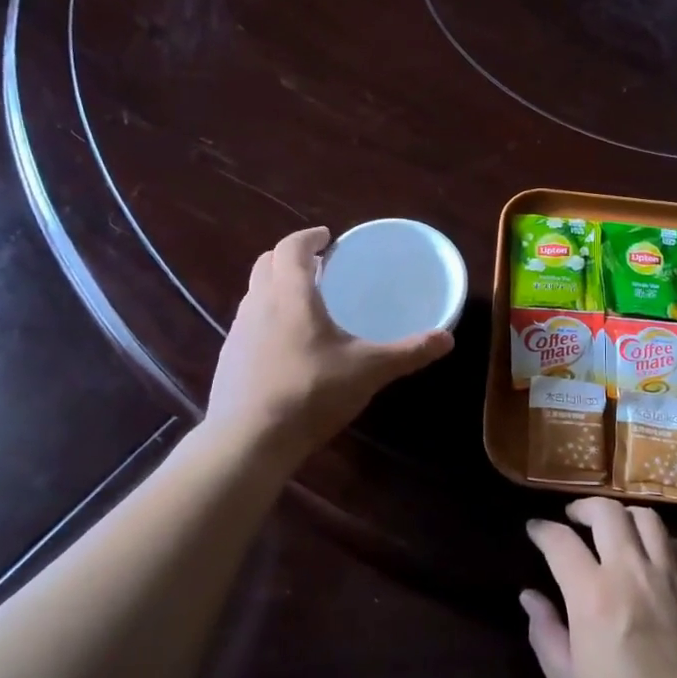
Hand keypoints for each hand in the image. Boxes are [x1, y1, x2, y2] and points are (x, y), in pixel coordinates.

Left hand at [205, 227, 453, 466]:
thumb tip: (447, 338)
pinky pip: (248, 322)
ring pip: (254, 292)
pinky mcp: (229, 358)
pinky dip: (266, 317)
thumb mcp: (368, 371)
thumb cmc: (311, 392)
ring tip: (304, 303)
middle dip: (291, 257)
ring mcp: (238, 332)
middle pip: (266, 263)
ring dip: (275, 286)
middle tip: (318, 266)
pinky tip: (286, 344)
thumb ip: (408, 352)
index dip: (308, 237)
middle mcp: (258, 304)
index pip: (291, 247)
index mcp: (290, 295)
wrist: (249, 440)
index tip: (327, 238)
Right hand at [523, 497, 676, 677]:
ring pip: (648, 518)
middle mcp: (633, 573)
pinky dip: (661, 541)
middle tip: (573, 519)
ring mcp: (674, 579)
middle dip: (583, 507)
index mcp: (594, 597)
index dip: (542, 530)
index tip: (534, 530)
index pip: (561, 541)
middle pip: (607, 512)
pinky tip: (654, 557)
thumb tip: (530, 596)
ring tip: (613, 530)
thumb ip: (545, 634)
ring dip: (623, 516)